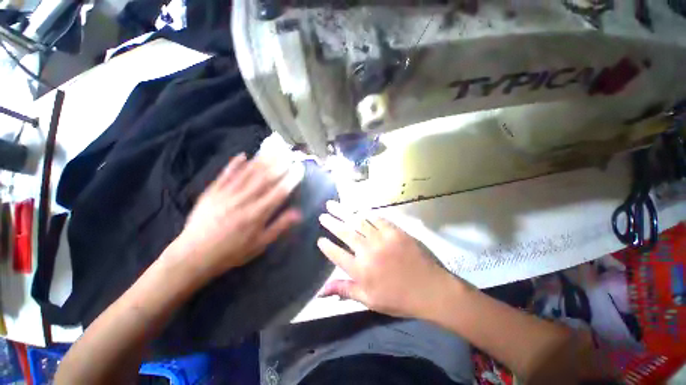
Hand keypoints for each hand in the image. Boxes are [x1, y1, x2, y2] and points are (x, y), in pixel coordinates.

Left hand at [172, 154, 301, 280]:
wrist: (193, 256)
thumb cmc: (231, 252)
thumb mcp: (260, 244)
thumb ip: (279, 226)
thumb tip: (298, 213)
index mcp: (257, 214)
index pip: (279, 192)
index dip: (290, 179)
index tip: (299, 168)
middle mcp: (243, 200)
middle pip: (264, 178)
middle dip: (278, 164)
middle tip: (288, 151)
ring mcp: (226, 194)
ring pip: (247, 173)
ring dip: (261, 160)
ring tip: (272, 149)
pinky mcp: (211, 192)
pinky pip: (225, 175)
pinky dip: (234, 164)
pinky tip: (243, 155)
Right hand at [317, 201, 458, 317]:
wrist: (430, 290)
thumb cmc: (398, 298)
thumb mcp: (369, 300)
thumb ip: (345, 291)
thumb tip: (321, 291)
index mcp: (360, 270)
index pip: (336, 254)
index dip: (326, 246)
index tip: (320, 239)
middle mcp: (368, 251)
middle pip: (345, 233)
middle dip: (331, 223)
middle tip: (323, 215)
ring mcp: (382, 238)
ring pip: (358, 221)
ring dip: (344, 213)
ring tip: (334, 205)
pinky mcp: (394, 231)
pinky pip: (377, 218)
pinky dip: (367, 214)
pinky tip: (359, 210)